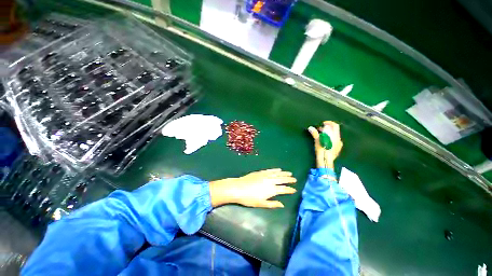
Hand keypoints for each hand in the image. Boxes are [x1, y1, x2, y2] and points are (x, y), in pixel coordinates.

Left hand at [209, 169, 296, 207]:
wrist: (238, 188)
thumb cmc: (249, 198)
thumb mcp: (261, 204)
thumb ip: (272, 204)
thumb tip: (282, 205)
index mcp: (271, 190)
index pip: (283, 189)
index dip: (289, 189)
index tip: (294, 189)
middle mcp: (270, 181)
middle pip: (282, 179)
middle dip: (289, 179)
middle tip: (294, 179)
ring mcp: (265, 175)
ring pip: (277, 174)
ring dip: (284, 173)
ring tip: (289, 173)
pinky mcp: (260, 172)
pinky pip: (270, 170)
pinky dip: (275, 170)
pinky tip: (278, 169)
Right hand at [308, 121, 342, 168]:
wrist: (326, 162)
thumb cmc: (322, 151)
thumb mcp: (317, 141)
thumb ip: (315, 134)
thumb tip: (310, 128)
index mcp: (335, 137)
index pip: (335, 126)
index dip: (329, 123)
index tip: (322, 124)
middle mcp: (339, 139)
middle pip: (334, 130)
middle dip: (327, 128)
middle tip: (319, 130)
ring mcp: (339, 144)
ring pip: (334, 135)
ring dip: (328, 133)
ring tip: (320, 135)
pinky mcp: (337, 149)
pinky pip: (334, 140)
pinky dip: (329, 138)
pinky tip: (324, 141)